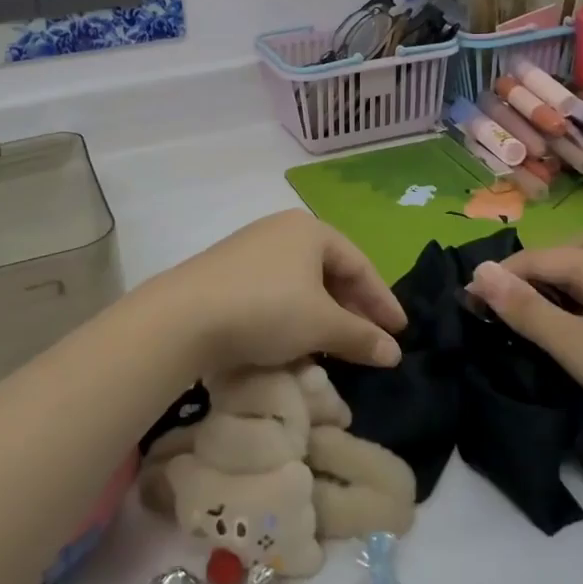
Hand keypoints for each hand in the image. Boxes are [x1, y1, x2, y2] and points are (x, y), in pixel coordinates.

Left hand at [147, 210, 405, 374]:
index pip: (359, 264)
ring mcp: (250, 249)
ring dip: (323, 315)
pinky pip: (275, 292)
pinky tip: (294, 341)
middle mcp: (281, 231)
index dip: (383, 300)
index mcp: (310, 230)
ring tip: (335, 345)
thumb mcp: (321, 325)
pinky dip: (293, 315)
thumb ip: (361, 337)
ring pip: (301, 283)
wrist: (183, 316)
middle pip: (330, 271)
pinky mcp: (227, 273)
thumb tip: (394, 353)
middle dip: (352, 308)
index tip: (399, 332)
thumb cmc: (266, 309)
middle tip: (370, 340)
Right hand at [465, 229, 582, 437]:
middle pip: (569, 247)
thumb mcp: (572, 345)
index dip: (500, 278)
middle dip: (537, 268)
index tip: (470, 300)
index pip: (535, 259)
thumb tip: (479, 272)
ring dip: (570, 270)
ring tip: (558, 301)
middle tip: (518, 302)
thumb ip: (524, 308)